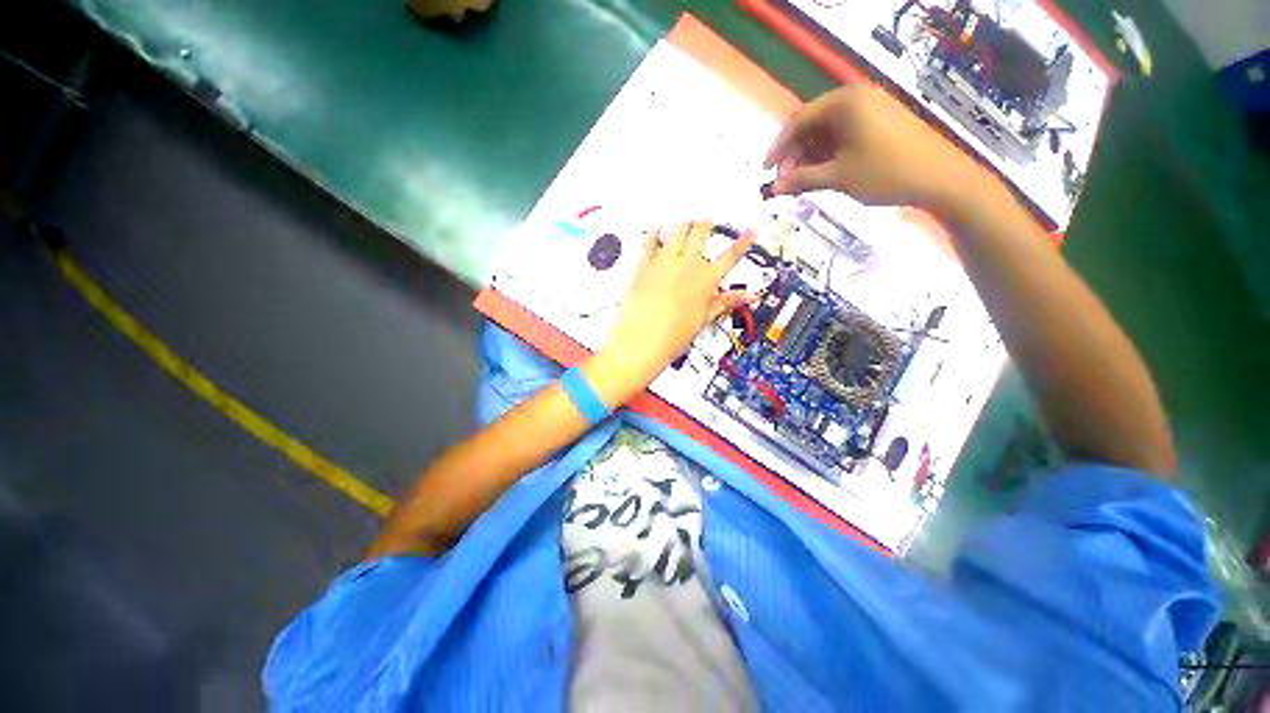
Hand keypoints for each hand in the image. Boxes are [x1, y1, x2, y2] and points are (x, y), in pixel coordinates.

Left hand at [584, 221, 753, 406]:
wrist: (643, 339)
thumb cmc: (674, 335)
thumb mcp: (704, 320)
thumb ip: (724, 302)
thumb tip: (747, 296)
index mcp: (706, 280)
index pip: (730, 256)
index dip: (742, 242)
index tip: (750, 231)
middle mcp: (687, 265)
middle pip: (701, 234)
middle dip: (706, 225)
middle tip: (708, 221)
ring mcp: (664, 262)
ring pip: (678, 231)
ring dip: (684, 224)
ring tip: (687, 221)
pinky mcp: (644, 264)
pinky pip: (650, 240)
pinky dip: (655, 231)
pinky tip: (657, 226)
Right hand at [763, 84, 992, 213]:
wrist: (940, 178)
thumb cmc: (885, 173)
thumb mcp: (837, 177)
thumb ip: (801, 179)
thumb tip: (773, 189)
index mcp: (845, 102)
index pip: (799, 120)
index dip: (779, 148)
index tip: (765, 171)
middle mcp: (857, 98)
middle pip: (813, 124)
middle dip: (795, 154)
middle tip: (787, 182)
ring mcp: (872, 108)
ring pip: (828, 131)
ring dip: (811, 157)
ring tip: (803, 183)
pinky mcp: (882, 122)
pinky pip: (845, 134)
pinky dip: (830, 154)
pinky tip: (823, 174)